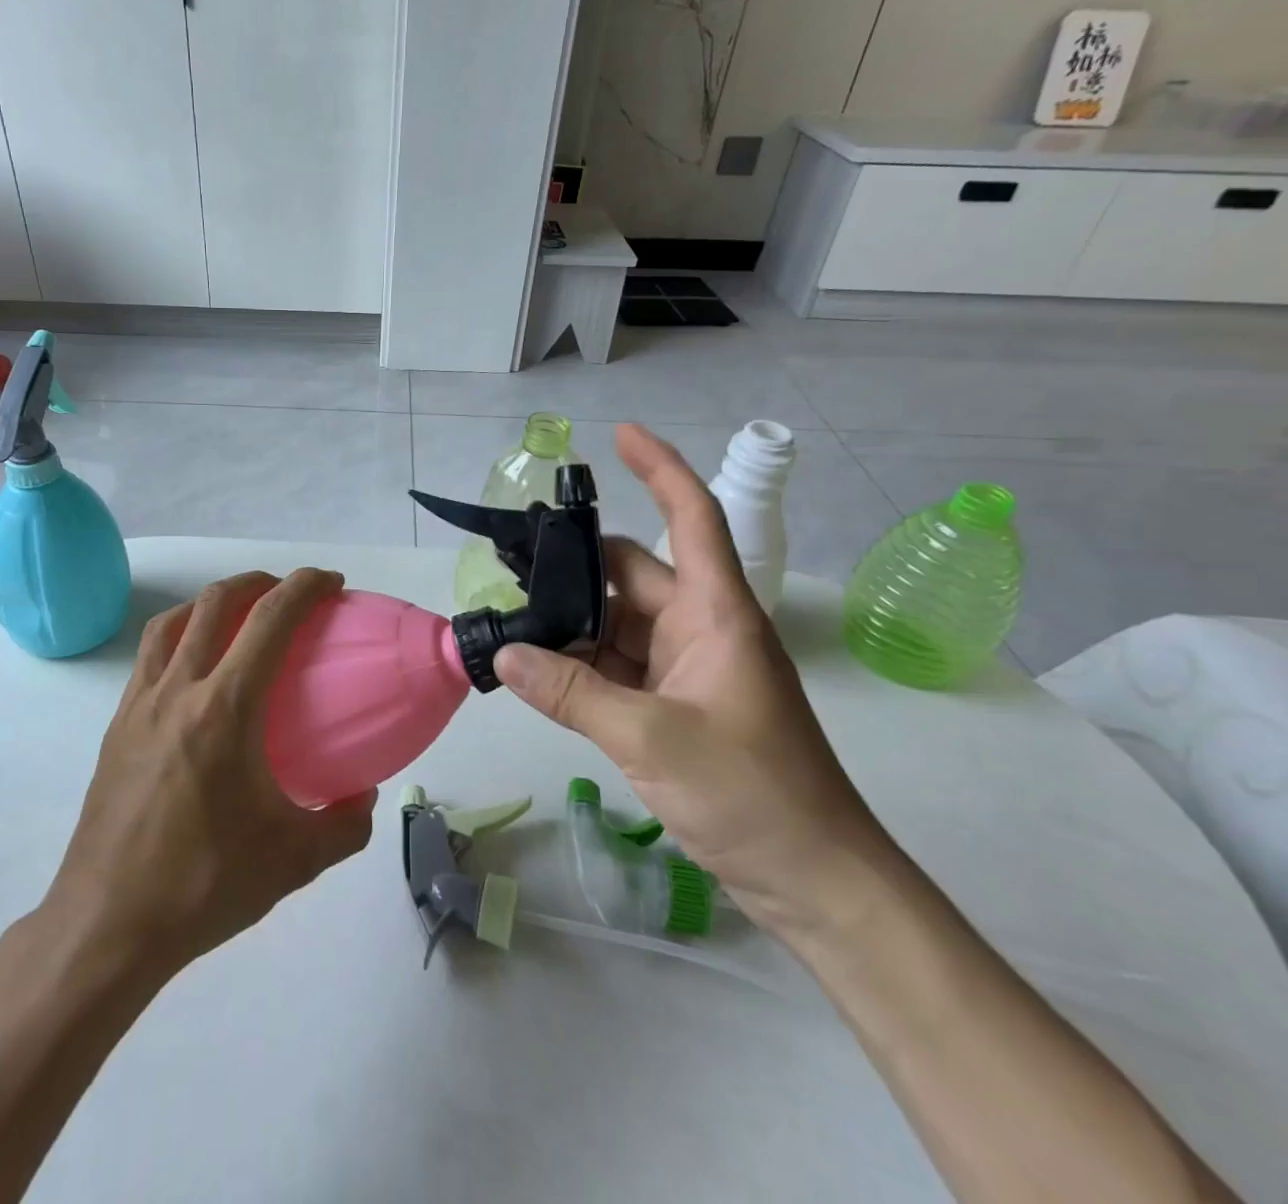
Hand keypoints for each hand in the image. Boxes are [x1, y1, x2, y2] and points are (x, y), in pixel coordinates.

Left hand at [38, 569, 376, 980]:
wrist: (107, 924)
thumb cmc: (204, 885)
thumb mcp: (294, 861)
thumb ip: (345, 824)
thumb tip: (364, 795)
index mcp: (225, 709)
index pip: (269, 620)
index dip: (304, 587)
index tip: (330, 584)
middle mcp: (178, 691)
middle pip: (215, 603)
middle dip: (258, 582)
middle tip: (288, 593)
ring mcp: (139, 705)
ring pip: (172, 623)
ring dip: (211, 602)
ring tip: (237, 614)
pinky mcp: (115, 726)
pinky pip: (149, 657)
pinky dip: (178, 636)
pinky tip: (193, 670)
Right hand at [492, 425, 893, 938]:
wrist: (813, 880)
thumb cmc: (752, 794)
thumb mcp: (650, 737)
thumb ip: (570, 693)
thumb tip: (504, 654)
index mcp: (715, 613)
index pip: (692, 517)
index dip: (659, 469)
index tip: (618, 435)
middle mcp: (699, 628)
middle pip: (631, 574)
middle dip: (574, 567)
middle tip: (507, 565)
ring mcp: (685, 667)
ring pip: (615, 623)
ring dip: (569, 624)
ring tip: (509, 622)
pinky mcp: (673, 703)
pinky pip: (615, 665)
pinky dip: (579, 664)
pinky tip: (536, 672)